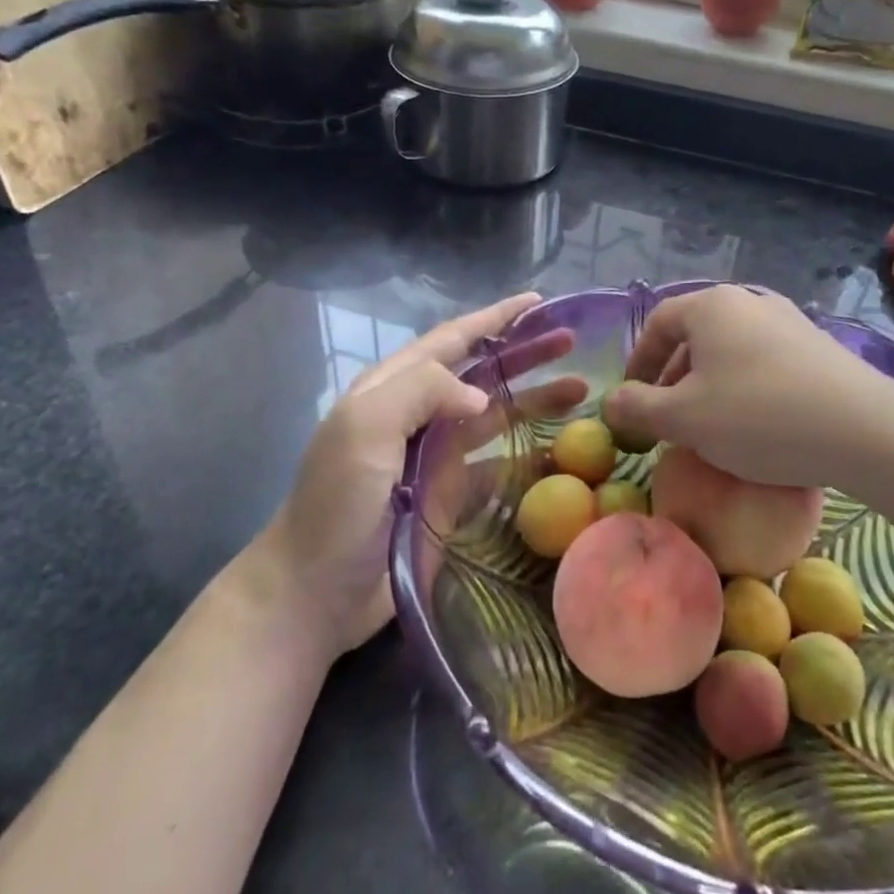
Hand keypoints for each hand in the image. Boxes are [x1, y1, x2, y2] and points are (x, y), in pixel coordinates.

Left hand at [252, 292, 583, 657]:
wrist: (312, 592)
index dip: (495, 317)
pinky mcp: (447, 497)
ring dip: (534, 400)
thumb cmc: (336, 503)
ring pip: (495, 417)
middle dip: (525, 353)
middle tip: (573, 343)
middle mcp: (418, 415)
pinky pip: (496, 467)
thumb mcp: (365, 427)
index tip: (539, 302)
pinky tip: (560, 454)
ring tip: (581, 392)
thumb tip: (480, 396)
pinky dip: (527, 456)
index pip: (453, 339)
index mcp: (394, 387)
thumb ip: (421, 390)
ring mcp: (434, 458)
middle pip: (482, 373)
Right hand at [604, 285, 893, 495]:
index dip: (638, 360)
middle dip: (673, 375)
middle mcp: (750, 301)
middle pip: (696, 334)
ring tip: (708, 423)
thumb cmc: (758, 416)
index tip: (632, 397)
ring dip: (709, 383)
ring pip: (731, 349)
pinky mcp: (818, 346)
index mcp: (711, 306)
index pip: (659, 322)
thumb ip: (639, 407)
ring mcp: (789, 320)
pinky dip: (745, 386)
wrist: (864, 429)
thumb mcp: (684, 418)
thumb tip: (611, 400)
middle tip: (667, 416)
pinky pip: (764, 361)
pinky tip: (755, 424)